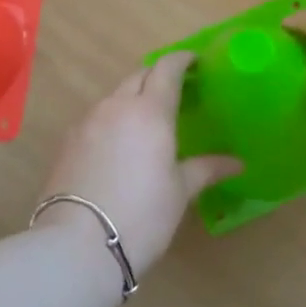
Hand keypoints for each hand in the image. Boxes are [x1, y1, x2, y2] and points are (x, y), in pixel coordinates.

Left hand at [37, 53, 241, 276]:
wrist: (76, 246)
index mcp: (150, 111)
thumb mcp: (180, 192)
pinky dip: (113, 118)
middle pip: (139, 76)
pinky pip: (97, 117)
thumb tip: (237, 163)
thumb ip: (206, 169)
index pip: (166, 68)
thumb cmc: (141, 215)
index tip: (195, 61)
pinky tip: (120, 143)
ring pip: (115, 96)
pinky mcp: (68, 142)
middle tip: (176, 90)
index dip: (181, 59)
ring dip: (133, 97)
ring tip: (148, 119)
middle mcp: (117, 106)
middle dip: (157, 76)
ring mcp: (88, 122)